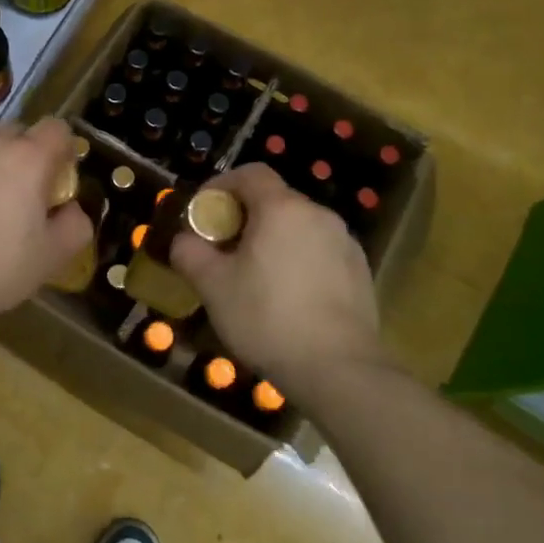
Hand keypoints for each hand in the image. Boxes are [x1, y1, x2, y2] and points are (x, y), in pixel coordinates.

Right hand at [170, 164, 386, 400]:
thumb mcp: (213, 287)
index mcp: (282, 209)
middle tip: (223, 250)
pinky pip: (319, 252)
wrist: (338, 369)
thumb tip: (184, 240)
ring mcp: (345, 243)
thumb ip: (190, 253)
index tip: (203, 213)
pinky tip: (287, 298)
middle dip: (244, 217)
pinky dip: (297, 261)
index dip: (221, 185)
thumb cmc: (267, 318)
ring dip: (272, 241)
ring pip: (298, 228)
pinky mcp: (360, 272)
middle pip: (274, 200)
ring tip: (254, 278)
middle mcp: (318, 215)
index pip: (250, 173)